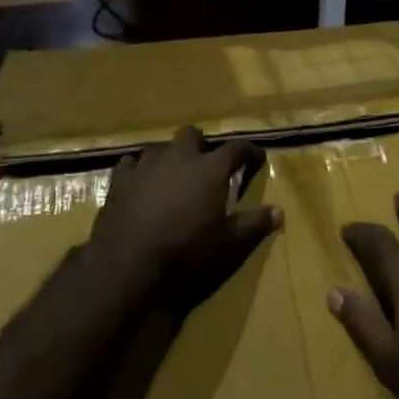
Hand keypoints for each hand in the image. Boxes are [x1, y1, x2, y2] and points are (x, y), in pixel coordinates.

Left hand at [89, 126, 279, 315]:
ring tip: (174, 173)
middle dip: (202, 145)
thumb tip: (279, 212)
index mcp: (210, 168)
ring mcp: (146, 165)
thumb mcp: (229, 243)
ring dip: (170, 156)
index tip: (257, 158)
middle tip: (208, 163)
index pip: (237, 148)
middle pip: (193, 135)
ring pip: (161, 147)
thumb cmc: (186, 251)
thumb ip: (254, 224)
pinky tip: (140, 182)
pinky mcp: (119, 181)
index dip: (249, 152)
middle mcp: (179, 157)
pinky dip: (139, 170)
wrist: (127, 264)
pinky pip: (130, 164)